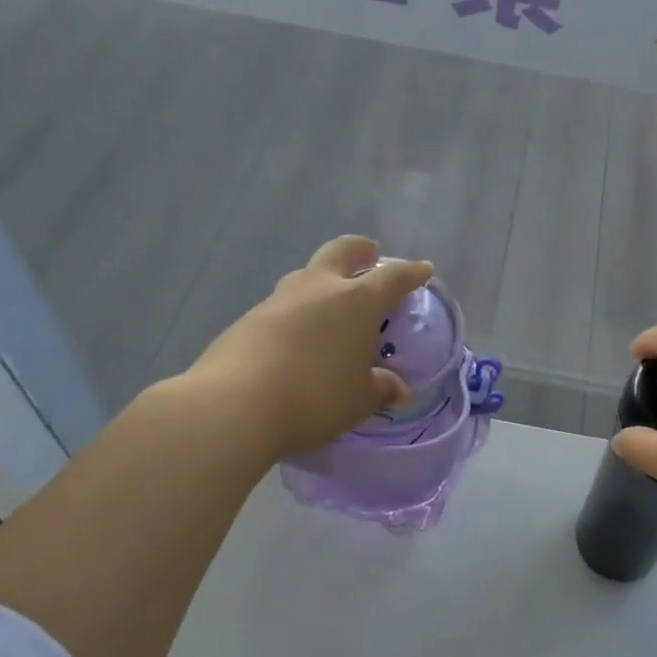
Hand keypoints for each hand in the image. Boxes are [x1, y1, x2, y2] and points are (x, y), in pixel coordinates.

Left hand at [179, 236, 433, 461]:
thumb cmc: (314, 398)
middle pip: (342, 251)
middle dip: (361, 250)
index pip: (393, 277)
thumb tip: (399, 390)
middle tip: (371, 256)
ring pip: (308, 275)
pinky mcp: (249, 319)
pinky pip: (283, 305)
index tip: (423, 270)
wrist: (233, 405)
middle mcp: (318, 288)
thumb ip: (381, 389)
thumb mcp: (359, 400)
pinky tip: (298, 339)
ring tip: (333, 307)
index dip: (411, 272)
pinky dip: (298, 312)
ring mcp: (279, 299)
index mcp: (356, 301)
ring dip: (325, 281)